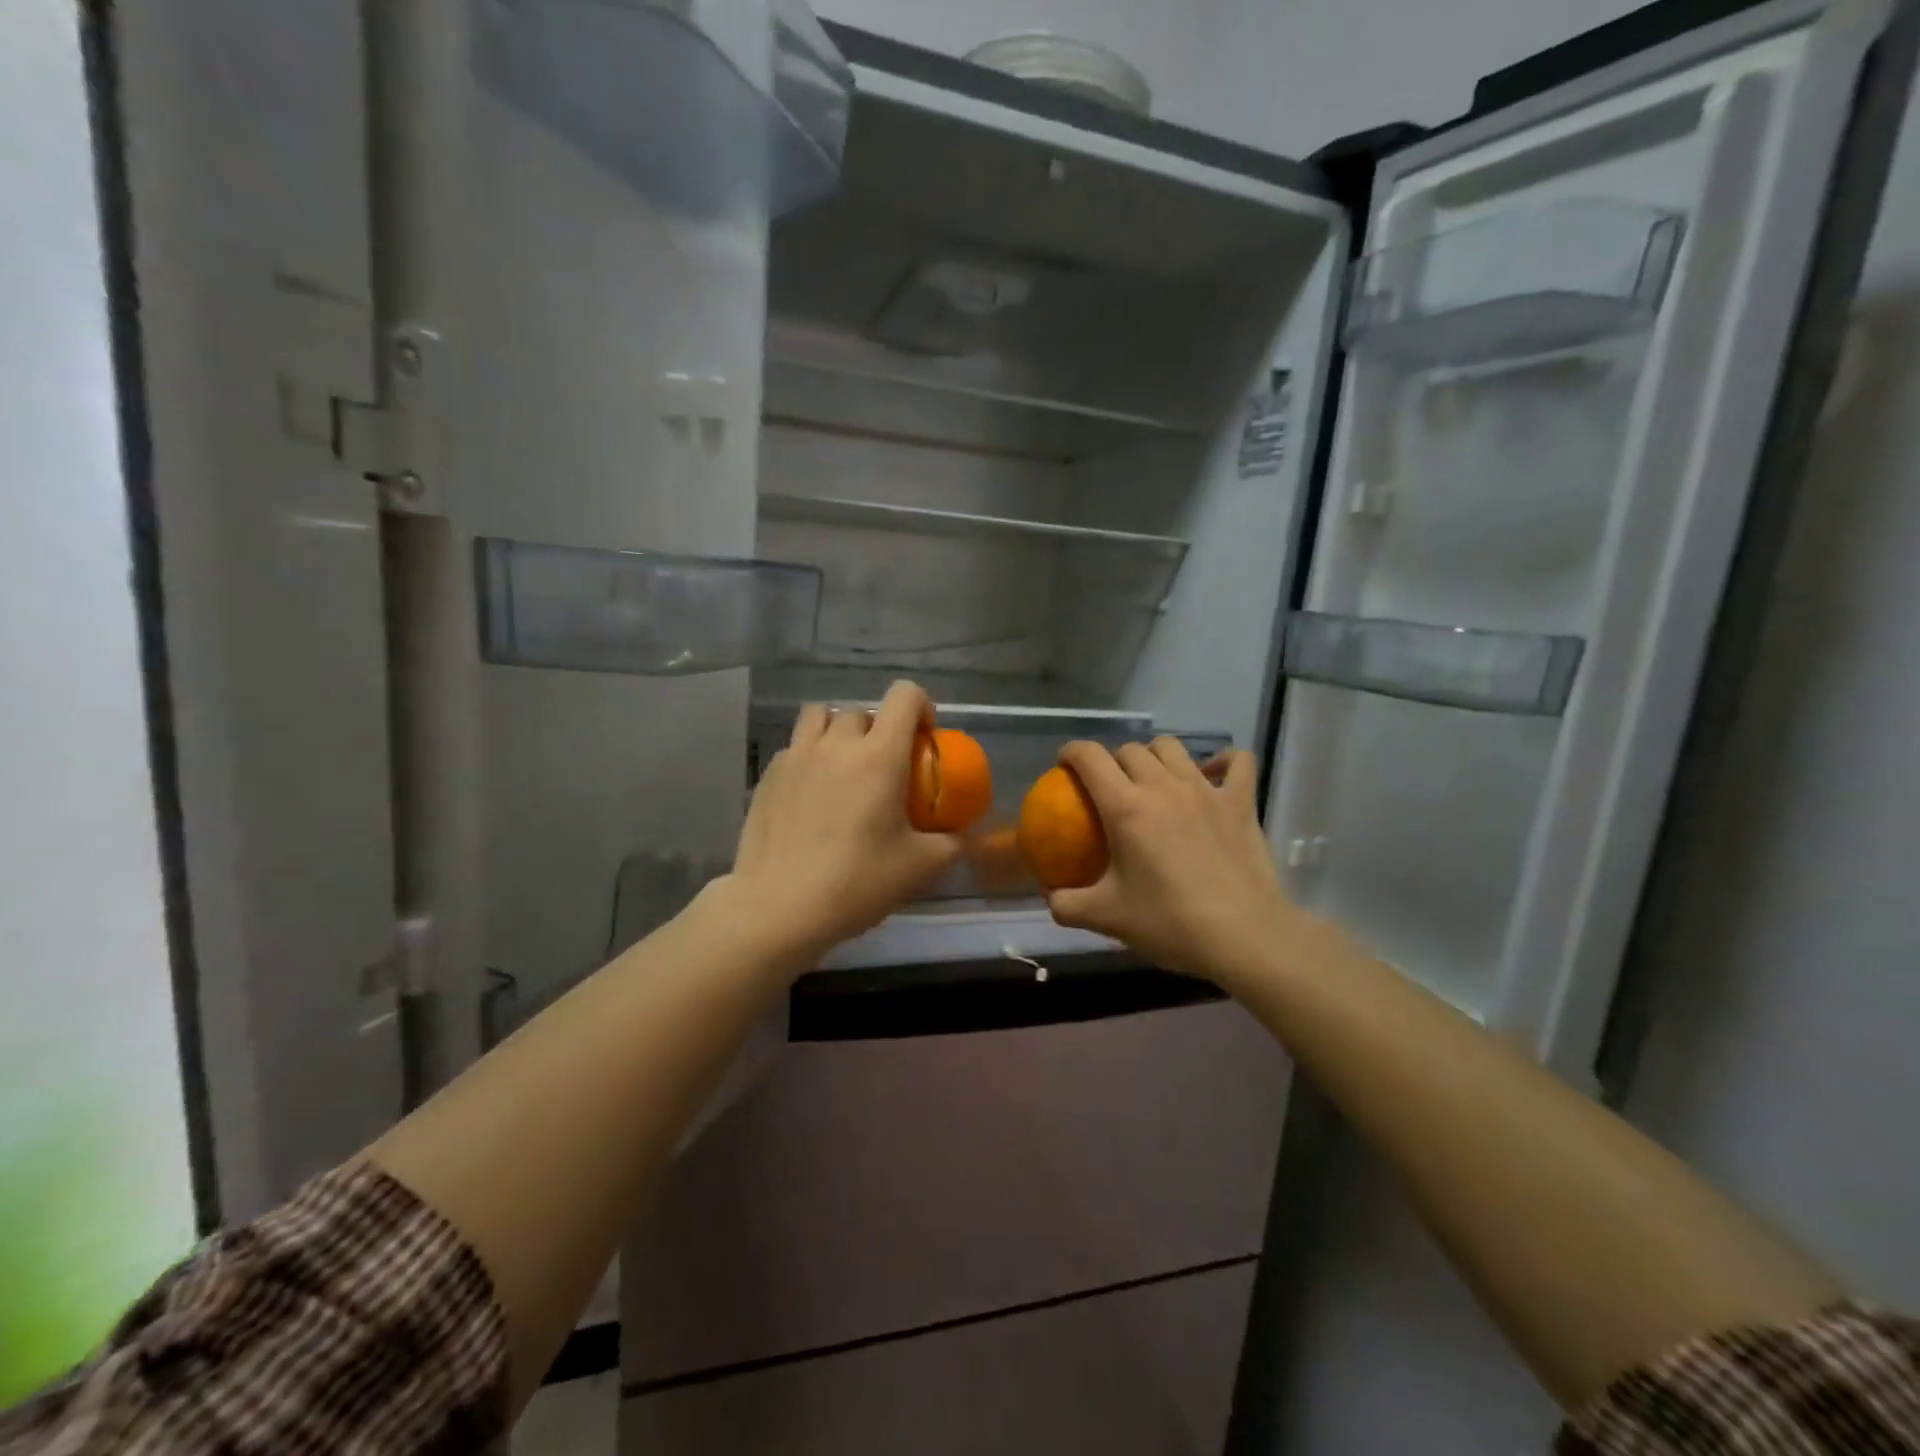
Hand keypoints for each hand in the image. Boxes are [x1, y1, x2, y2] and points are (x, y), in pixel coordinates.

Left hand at [727, 680, 962, 964]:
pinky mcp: (768, 776)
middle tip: (884, 766)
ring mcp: (796, 757)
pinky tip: (811, 794)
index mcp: (879, 756)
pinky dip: (809, 757)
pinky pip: (794, 747)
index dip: (921, 706)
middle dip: (879, 729)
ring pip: (819, 716)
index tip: (924, 738)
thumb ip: (948, 843)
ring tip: (843, 765)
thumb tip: (957, 835)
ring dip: (838, 731)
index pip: (904, 696)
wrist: (779, 907)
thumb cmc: (856, 882)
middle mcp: (836, 745)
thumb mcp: (919, 867)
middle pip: (862, 710)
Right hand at [1046, 738, 1296, 984]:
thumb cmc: (1170, 923)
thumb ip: (1066, 904)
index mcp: (1125, 807)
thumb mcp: (1106, 918)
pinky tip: (1213, 774)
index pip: (1089, 757)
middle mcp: (1163, 786)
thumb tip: (1048, 896)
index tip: (1064, 765)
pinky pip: (1236, 761)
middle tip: (1109, 787)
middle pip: (1129, 749)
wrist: (1244, 937)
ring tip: (1153, 778)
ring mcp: (1205, 789)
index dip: (1071, 752)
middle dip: (1112, 760)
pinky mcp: (1241, 802)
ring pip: (1172, 747)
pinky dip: (1222, 761)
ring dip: (1155, 755)